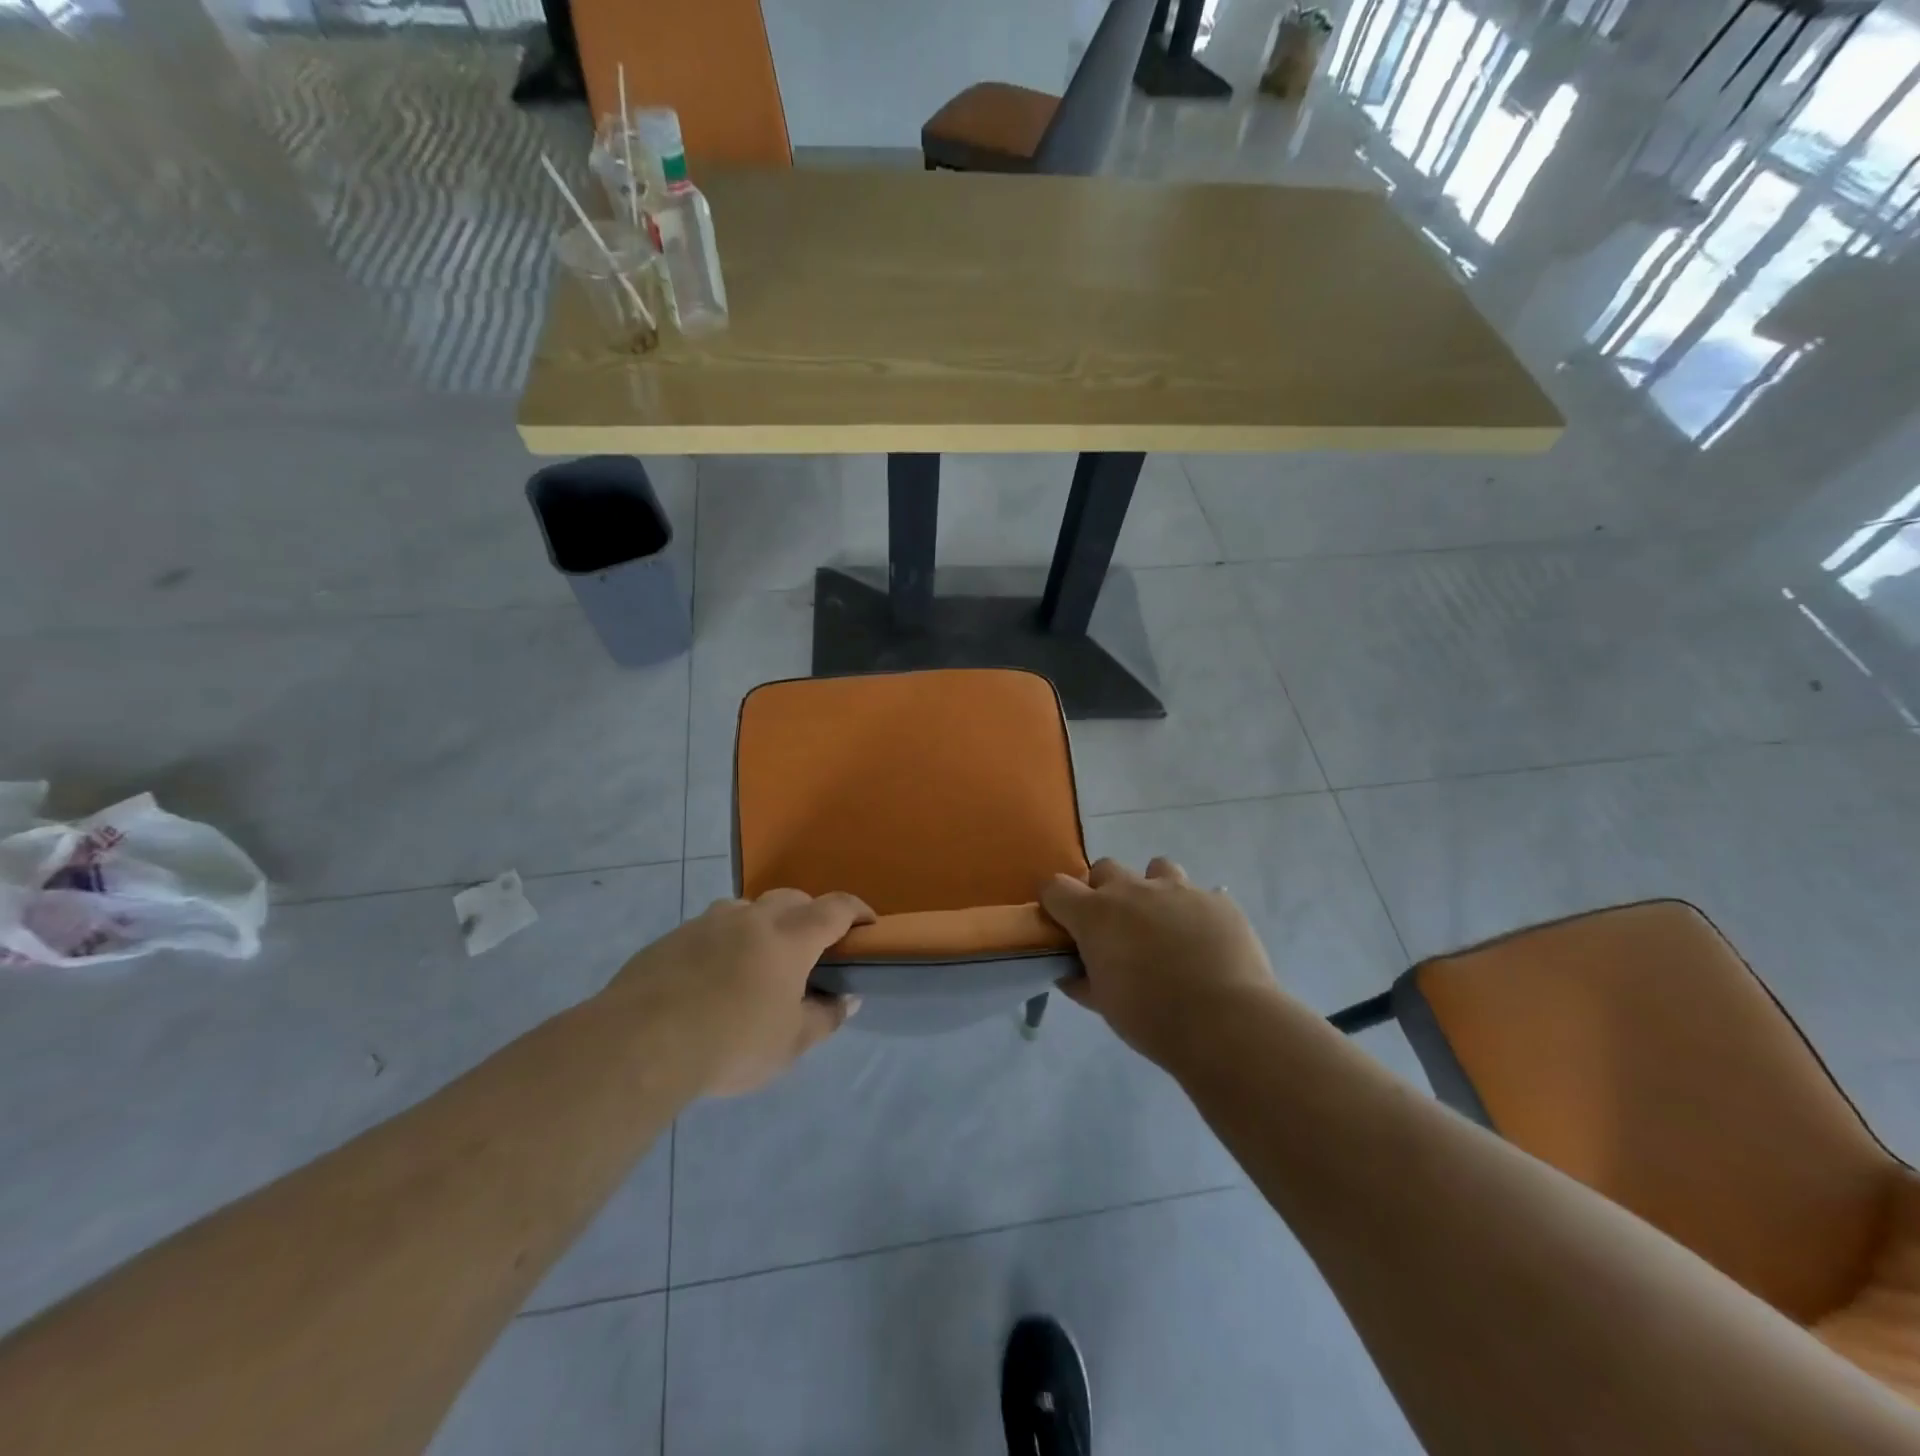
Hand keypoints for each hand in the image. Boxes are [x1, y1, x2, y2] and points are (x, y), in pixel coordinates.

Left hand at [604, 888, 872, 1096]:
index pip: (836, 908)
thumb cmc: (731, 1043)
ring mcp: (708, 922)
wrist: (640, 1043)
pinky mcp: (673, 937)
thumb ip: (825, 1017)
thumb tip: (847, 999)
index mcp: (790, 938)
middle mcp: (752, 918)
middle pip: (791, 899)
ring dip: (763, 924)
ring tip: (757, 961)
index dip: (857, 911)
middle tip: (811, 947)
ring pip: (747, 909)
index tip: (868, 922)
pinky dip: (724, 942)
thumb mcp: (790, 1044)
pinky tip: (712, 978)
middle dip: (810, 914)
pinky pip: (710, 928)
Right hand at [1040, 857, 1278, 1065]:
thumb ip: (1083, 982)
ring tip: (1165, 924)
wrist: (1226, 1023)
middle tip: (1116, 927)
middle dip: (1104, 891)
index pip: (1056, 888)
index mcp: (1096, 914)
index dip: (1056, 903)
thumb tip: (1071, 974)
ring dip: (1153, 889)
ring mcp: (1179, 890)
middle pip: (1105, 868)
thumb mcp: (1104, 1006)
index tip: (1063, 924)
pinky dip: (1196, 912)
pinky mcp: (1218, 900)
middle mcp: (1133, 890)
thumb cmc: (1151, 1018)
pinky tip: (1206, 942)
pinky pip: (1202, 895)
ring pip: (1156, 868)